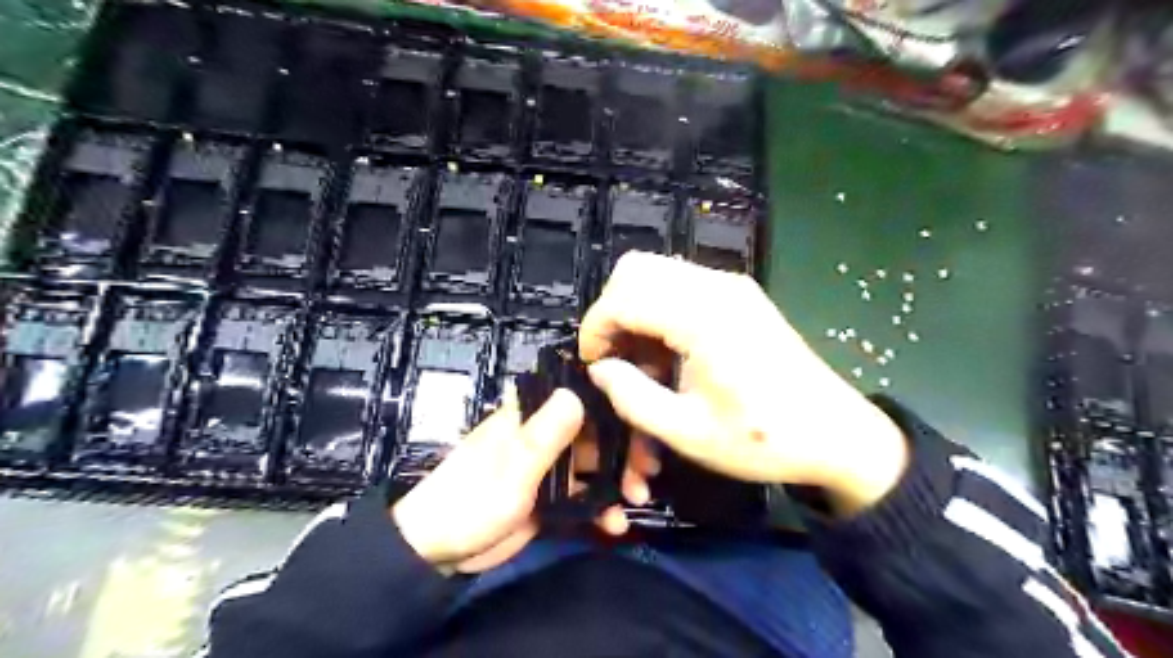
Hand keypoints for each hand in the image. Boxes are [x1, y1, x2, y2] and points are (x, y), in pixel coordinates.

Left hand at [390, 387, 656, 572]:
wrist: (436, 552)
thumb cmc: (469, 503)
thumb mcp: (510, 471)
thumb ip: (543, 437)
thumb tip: (575, 392)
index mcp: (530, 418)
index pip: (578, 397)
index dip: (613, 406)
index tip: (643, 421)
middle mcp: (543, 436)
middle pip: (594, 433)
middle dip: (624, 451)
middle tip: (647, 472)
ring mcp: (548, 468)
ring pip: (594, 465)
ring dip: (617, 480)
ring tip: (637, 498)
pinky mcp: (549, 498)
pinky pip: (583, 496)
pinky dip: (601, 508)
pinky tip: (614, 525)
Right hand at [580, 252, 911, 514]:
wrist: (835, 433)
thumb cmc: (762, 439)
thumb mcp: (688, 432)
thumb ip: (632, 397)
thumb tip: (600, 369)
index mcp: (702, 318)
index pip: (623, 298)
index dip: (595, 329)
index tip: (594, 366)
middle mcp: (716, 287)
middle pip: (635, 269)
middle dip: (612, 311)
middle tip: (615, 357)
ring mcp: (731, 286)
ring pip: (656, 272)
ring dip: (635, 308)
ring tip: (642, 359)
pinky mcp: (740, 294)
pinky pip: (681, 284)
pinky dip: (660, 308)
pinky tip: (669, 351)